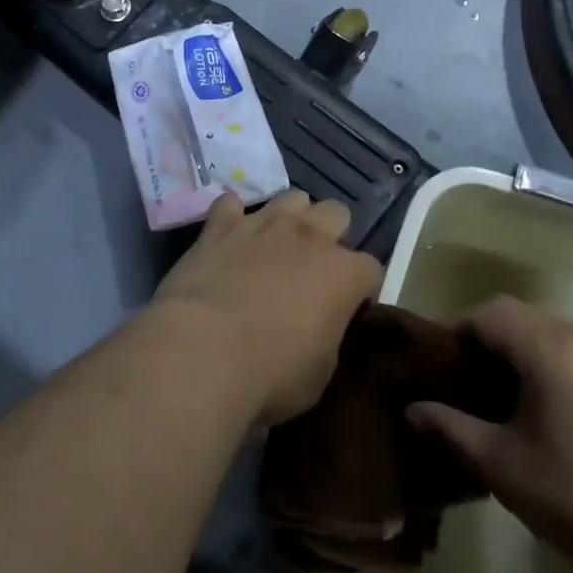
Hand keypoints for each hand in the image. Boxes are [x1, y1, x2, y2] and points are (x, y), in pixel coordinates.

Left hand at [153, 191, 381, 425]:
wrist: (202, 351)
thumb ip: (329, 338)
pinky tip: (229, 237)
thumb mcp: (320, 375)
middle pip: (337, 213)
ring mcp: (263, 224)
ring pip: (291, 198)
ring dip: (290, 218)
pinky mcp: (220, 225)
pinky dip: (233, 218)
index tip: (347, 310)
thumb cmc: (270, 375)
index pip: (370, 269)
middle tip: (314, 270)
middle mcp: (308, 236)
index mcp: (343, 273)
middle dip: (332, 235)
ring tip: (276, 247)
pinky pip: (231, 204)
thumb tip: (322, 328)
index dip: (361, 290)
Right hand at [408, 296, 572, 572]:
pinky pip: (568, 347)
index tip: (432, 365)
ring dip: (511, 346)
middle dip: (480, 336)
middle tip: (456, 378)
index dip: (452, 331)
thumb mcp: (503, 466)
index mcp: (548, 347)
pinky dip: (541, 358)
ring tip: (489, 390)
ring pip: (543, 328)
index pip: (486, 313)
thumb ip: (451, 428)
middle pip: (515, 313)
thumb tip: (412, 408)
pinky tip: (534, 403)